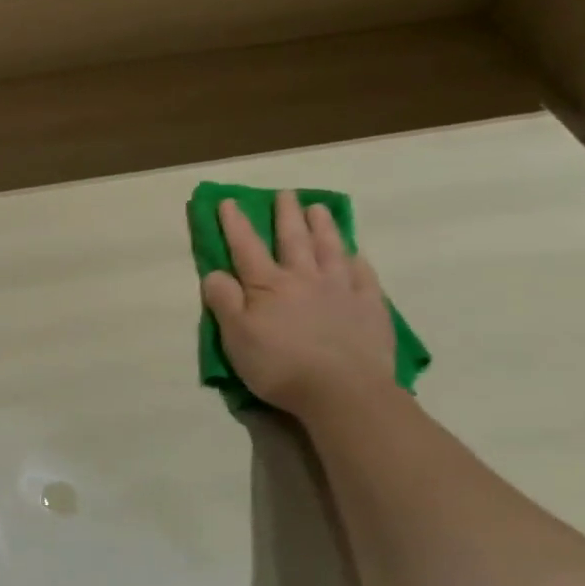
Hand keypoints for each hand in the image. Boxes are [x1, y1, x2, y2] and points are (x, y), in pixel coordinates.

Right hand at [200, 190, 396, 417]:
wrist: (344, 392)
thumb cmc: (281, 366)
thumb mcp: (236, 337)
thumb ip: (224, 301)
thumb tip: (214, 272)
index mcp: (268, 285)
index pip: (246, 248)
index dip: (235, 224)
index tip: (229, 201)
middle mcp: (305, 278)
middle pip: (293, 240)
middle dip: (286, 215)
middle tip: (286, 194)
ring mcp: (342, 290)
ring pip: (331, 249)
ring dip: (324, 227)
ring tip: (319, 208)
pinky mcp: (370, 308)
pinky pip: (364, 276)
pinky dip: (358, 261)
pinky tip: (357, 255)